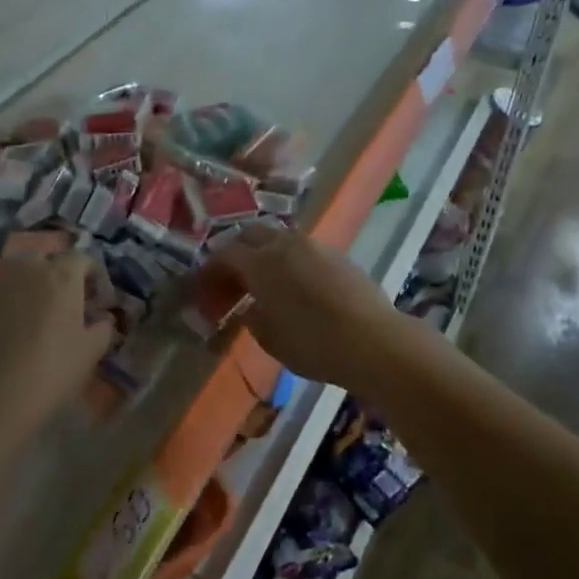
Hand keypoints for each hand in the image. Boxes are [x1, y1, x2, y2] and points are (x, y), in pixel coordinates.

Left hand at [0, 255, 115, 440]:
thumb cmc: (49, 373)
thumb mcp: (90, 354)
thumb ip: (102, 329)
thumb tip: (101, 319)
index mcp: (60, 275)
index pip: (82, 259)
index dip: (90, 277)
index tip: (93, 298)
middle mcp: (24, 267)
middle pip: (44, 262)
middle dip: (54, 278)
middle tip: (58, 309)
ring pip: (11, 275)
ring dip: (22, 289)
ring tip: (23, 319)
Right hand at [198, 225, 413, 392]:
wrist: (373, 341)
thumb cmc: (313, 344)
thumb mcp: (269, 338)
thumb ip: (252, 317)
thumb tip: (249, 306)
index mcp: (260, 263)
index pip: (224, 255)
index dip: (211, 271)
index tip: (205, 288)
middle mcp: (285, 244)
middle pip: (250, 234)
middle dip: (237, 253)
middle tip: (233, 280)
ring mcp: (315, 246)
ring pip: (279, 238)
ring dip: (265, 254)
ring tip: (264, 282)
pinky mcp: (338, 255)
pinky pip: (303, 250)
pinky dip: (290, 261)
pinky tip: (295, 285)